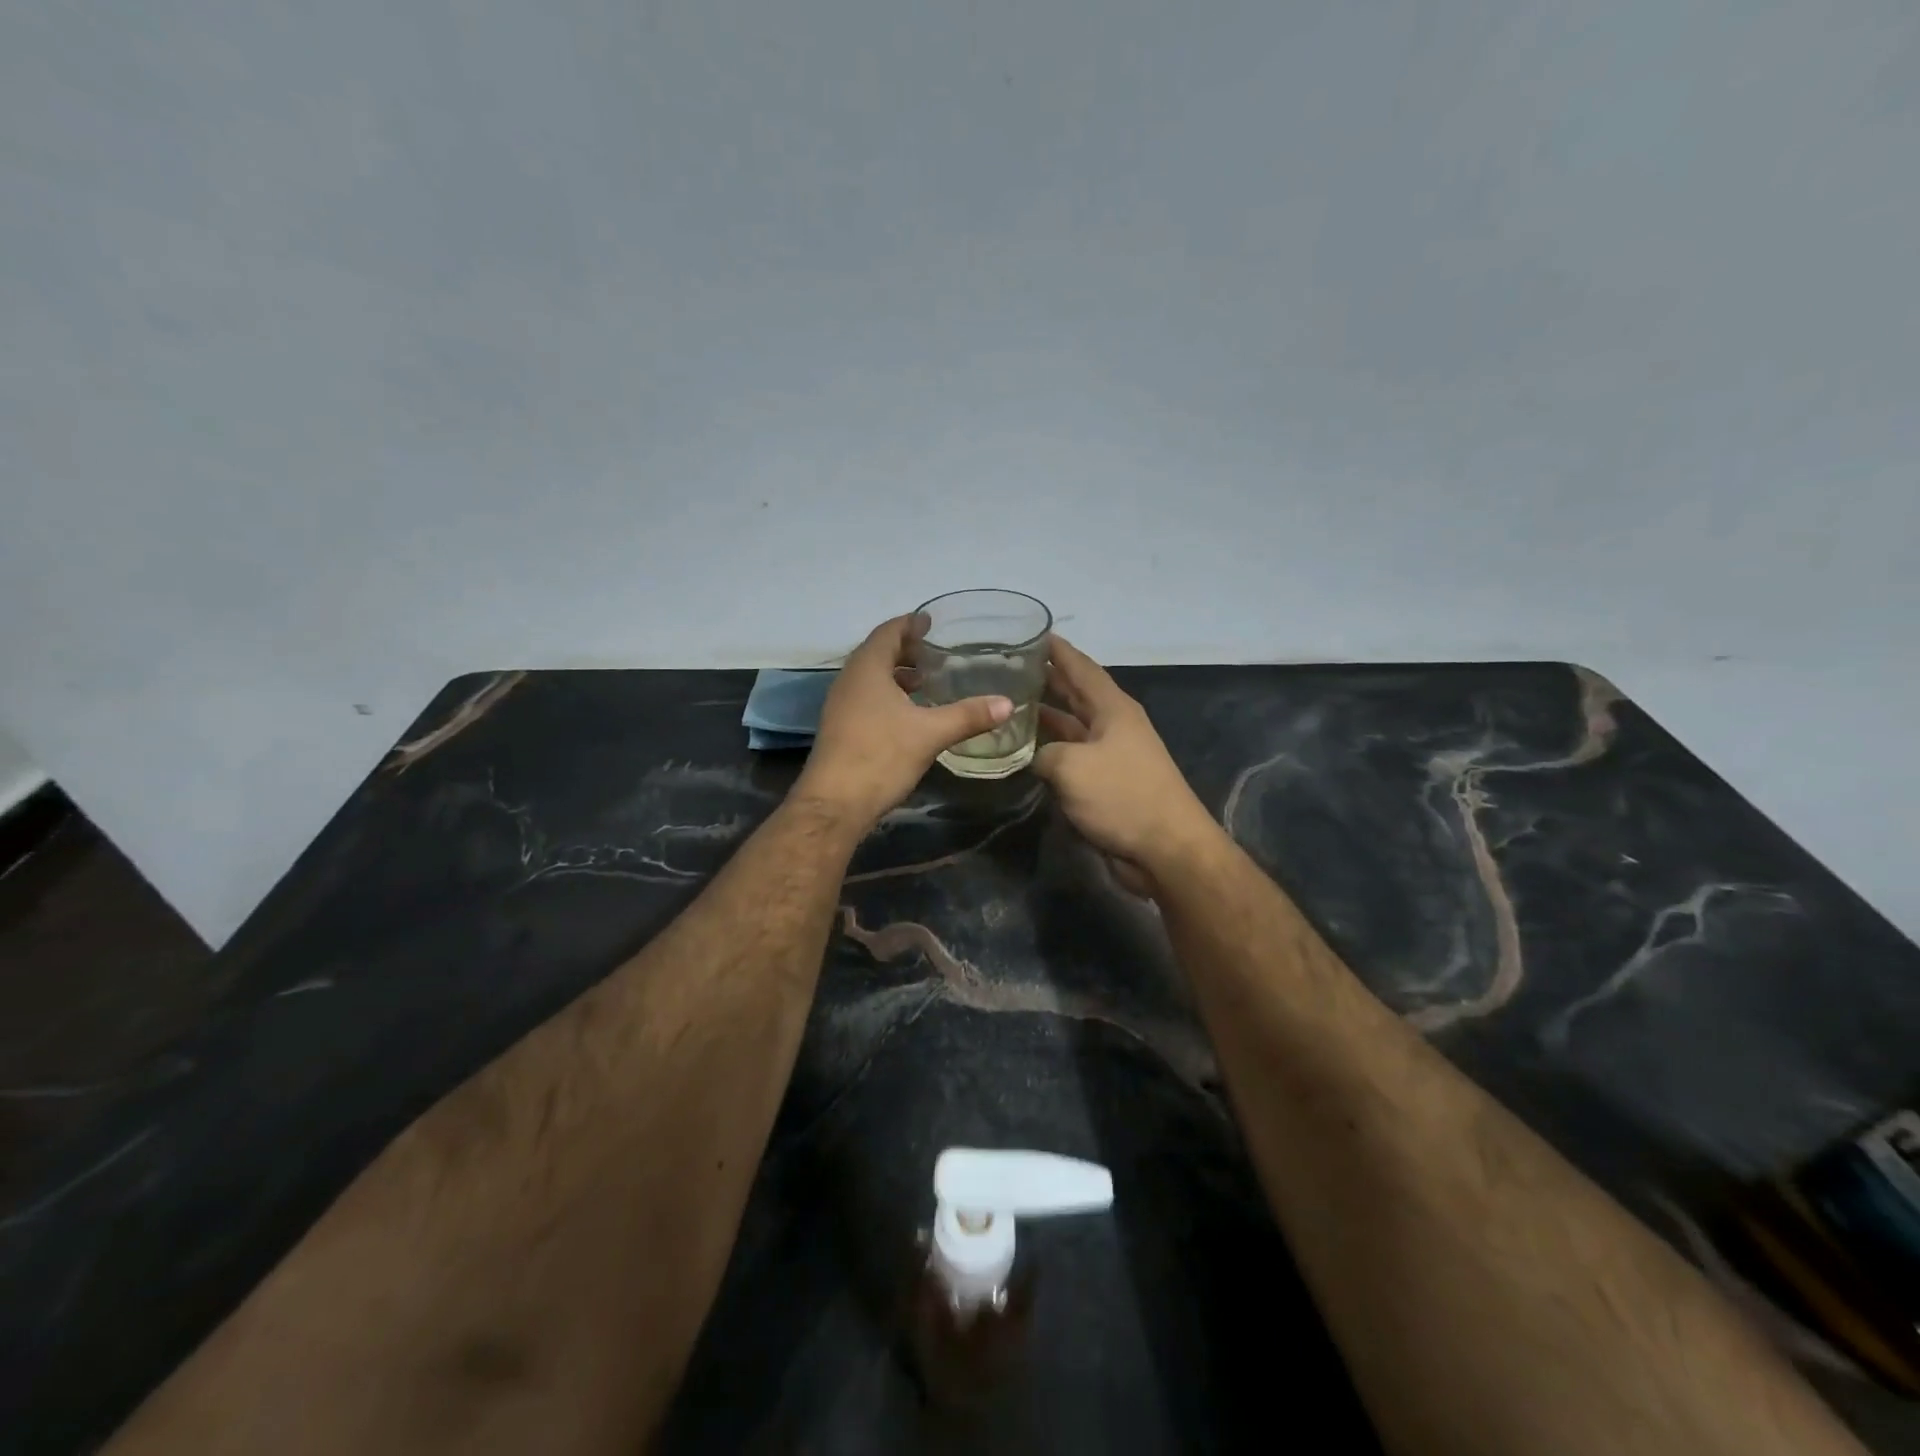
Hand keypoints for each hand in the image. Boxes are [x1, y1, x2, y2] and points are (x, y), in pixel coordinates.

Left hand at [793, 613, 1013, 827]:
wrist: (834, 804)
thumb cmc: (880, 756)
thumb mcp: (931, 734)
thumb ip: (969, 715)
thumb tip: (1008, 704)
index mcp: (867, 669)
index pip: (888, 632)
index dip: (910, 624)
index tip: (931, 622)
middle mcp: (849, 681)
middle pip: (878, 653)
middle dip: (906, 650)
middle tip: (936, 653)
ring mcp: (841, 706)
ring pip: (871, 678)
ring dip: (896, 675)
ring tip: (926, 682)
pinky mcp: (841, 729)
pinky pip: (866, 699)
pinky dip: (888, 696)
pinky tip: (909, 715)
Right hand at [1034, 635, 1222, 893]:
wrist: (1166, 849)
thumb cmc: (1122, 796)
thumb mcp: (1072, 767)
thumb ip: (1043, 753)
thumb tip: (1033, 756)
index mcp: (1113, 708)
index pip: (1081, 668)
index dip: (1057, 650)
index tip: (1032, 633)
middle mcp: (1113, 725)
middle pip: (1076, 694)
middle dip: (1046, 680)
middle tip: (1010, 669)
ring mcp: (1111, 755)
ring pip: (1071, 727)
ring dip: (1044, 718)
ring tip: (1009, 707)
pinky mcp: (1107, 784)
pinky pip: (1072, 758)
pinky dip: (1049, 752)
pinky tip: (1024, 753)